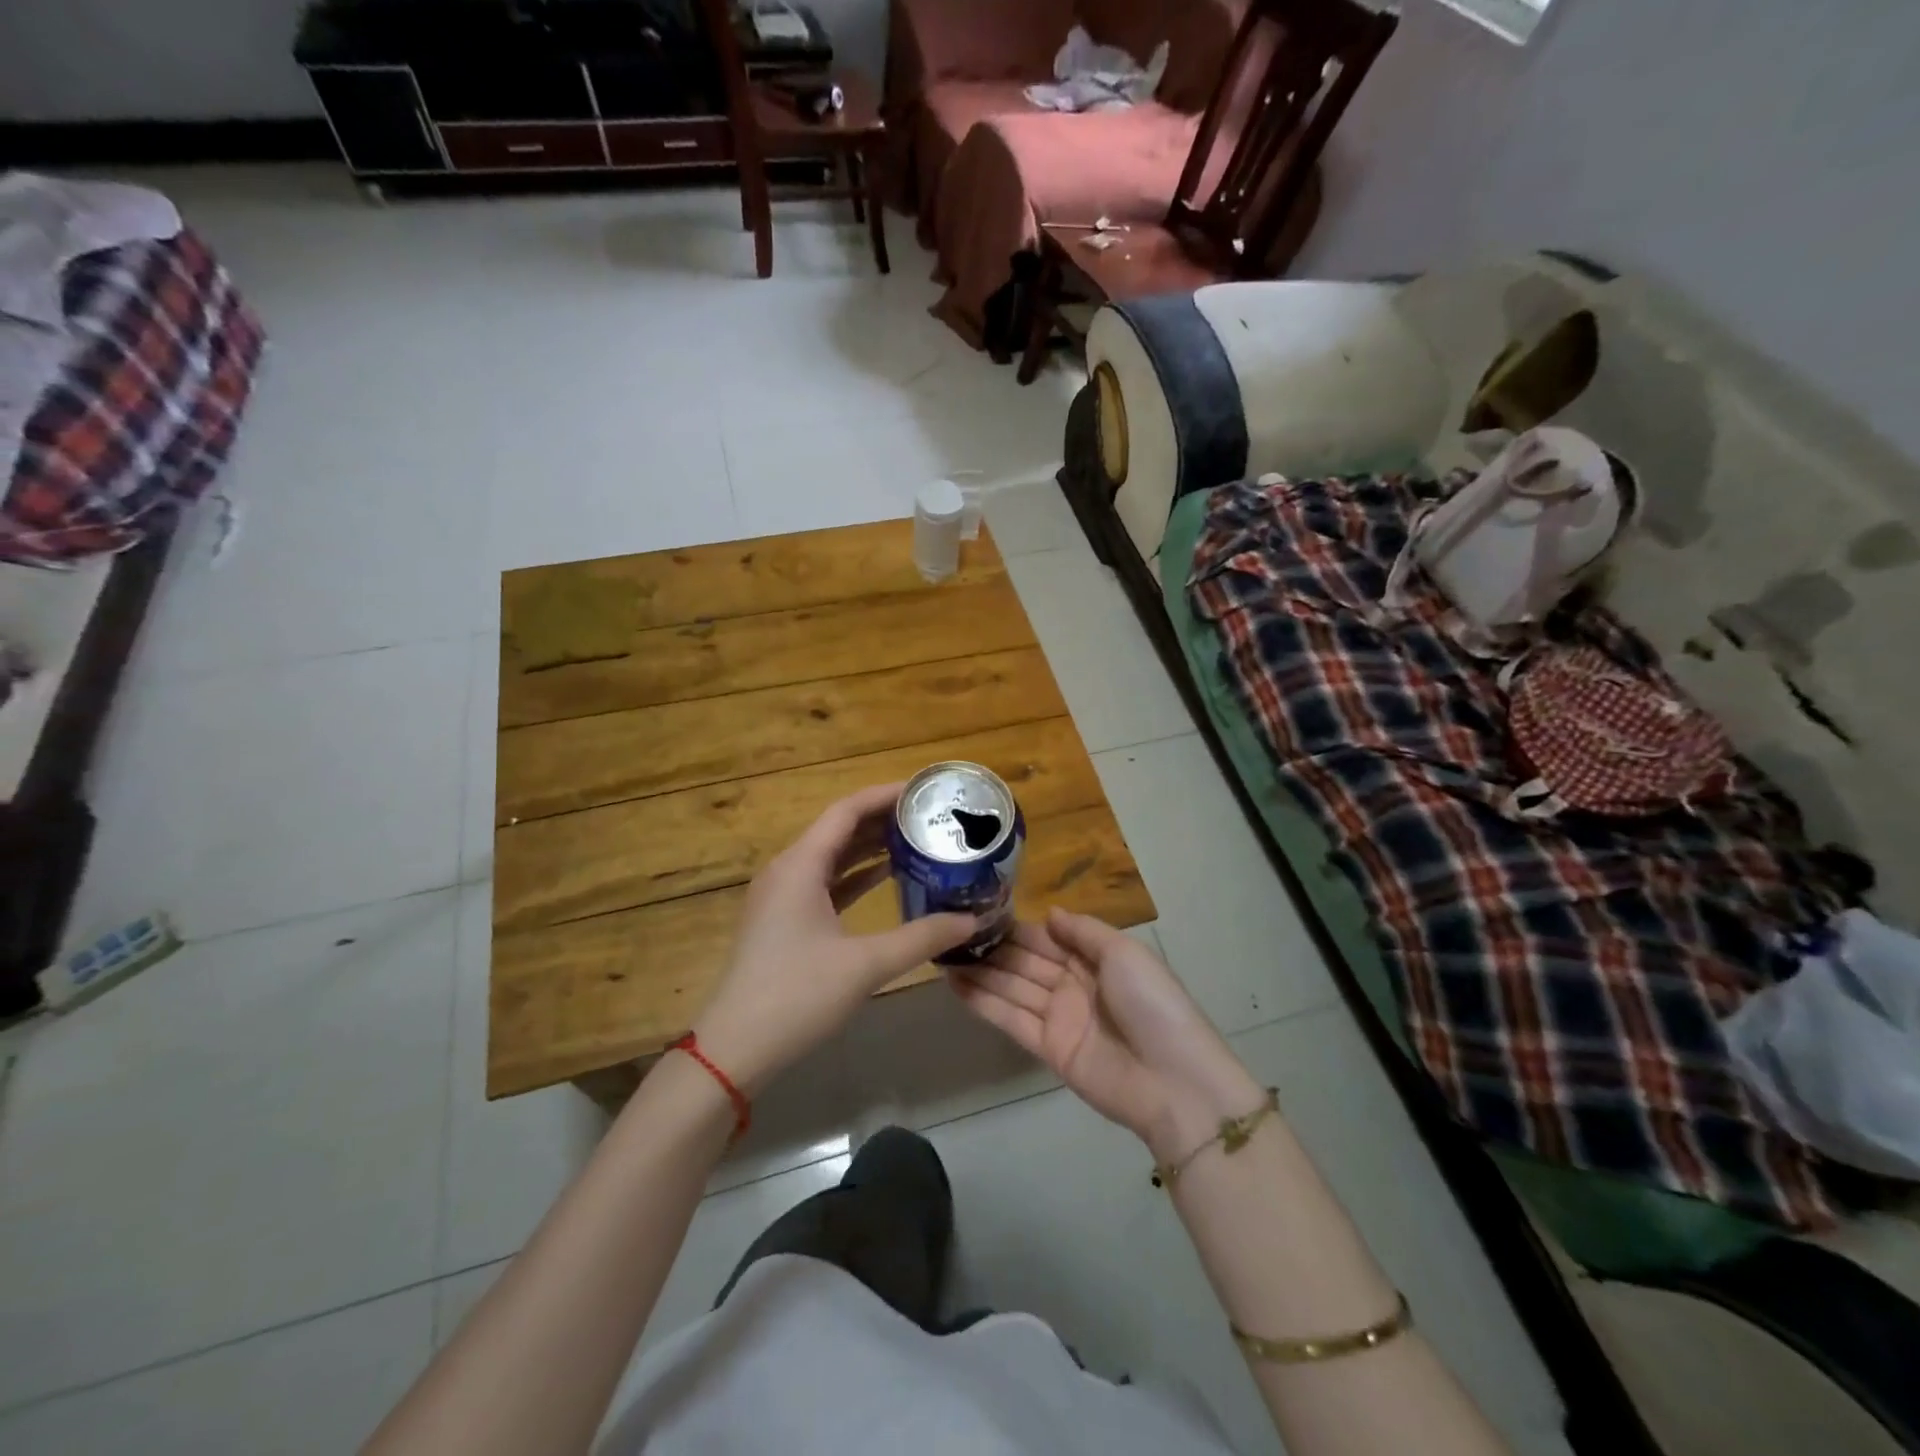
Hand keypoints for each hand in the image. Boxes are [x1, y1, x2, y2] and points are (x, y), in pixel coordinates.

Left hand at [691, 784, 975, 1093]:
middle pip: (839, 829)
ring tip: (918, 840)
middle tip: (931, 817)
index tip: (925, 791)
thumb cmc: (797, 996)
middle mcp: (788, 870)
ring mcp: (782, 896)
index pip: (847, 810)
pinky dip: (856, 876)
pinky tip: (887, 878)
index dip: (886, 795)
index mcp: (800, 865)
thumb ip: (922, 937)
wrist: (735, 1049)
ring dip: (871, 847)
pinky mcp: (784, 921)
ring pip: (832, 857)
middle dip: (884, 819)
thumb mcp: (866, 965)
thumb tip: (971, 919)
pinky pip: (825, 882)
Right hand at [951, 908, 1264, 1158]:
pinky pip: (1011, 1019)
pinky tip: (955, 985)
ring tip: (941, 955)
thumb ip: (1083, 931)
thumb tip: (1049, 913)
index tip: (979, 911)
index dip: (1015, 927)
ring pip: (1012, 988)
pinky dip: (984, 1003)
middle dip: (991, 948)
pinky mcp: (1047, 1048)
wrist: (1172, 1080)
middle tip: (948, 931)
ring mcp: (1058, 1017)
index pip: (1045, 938)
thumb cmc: (1152, 1004)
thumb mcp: (1124, 953)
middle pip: (1025, 961)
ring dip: (980, 973)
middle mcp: (1072, 984)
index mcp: (1094, 959)